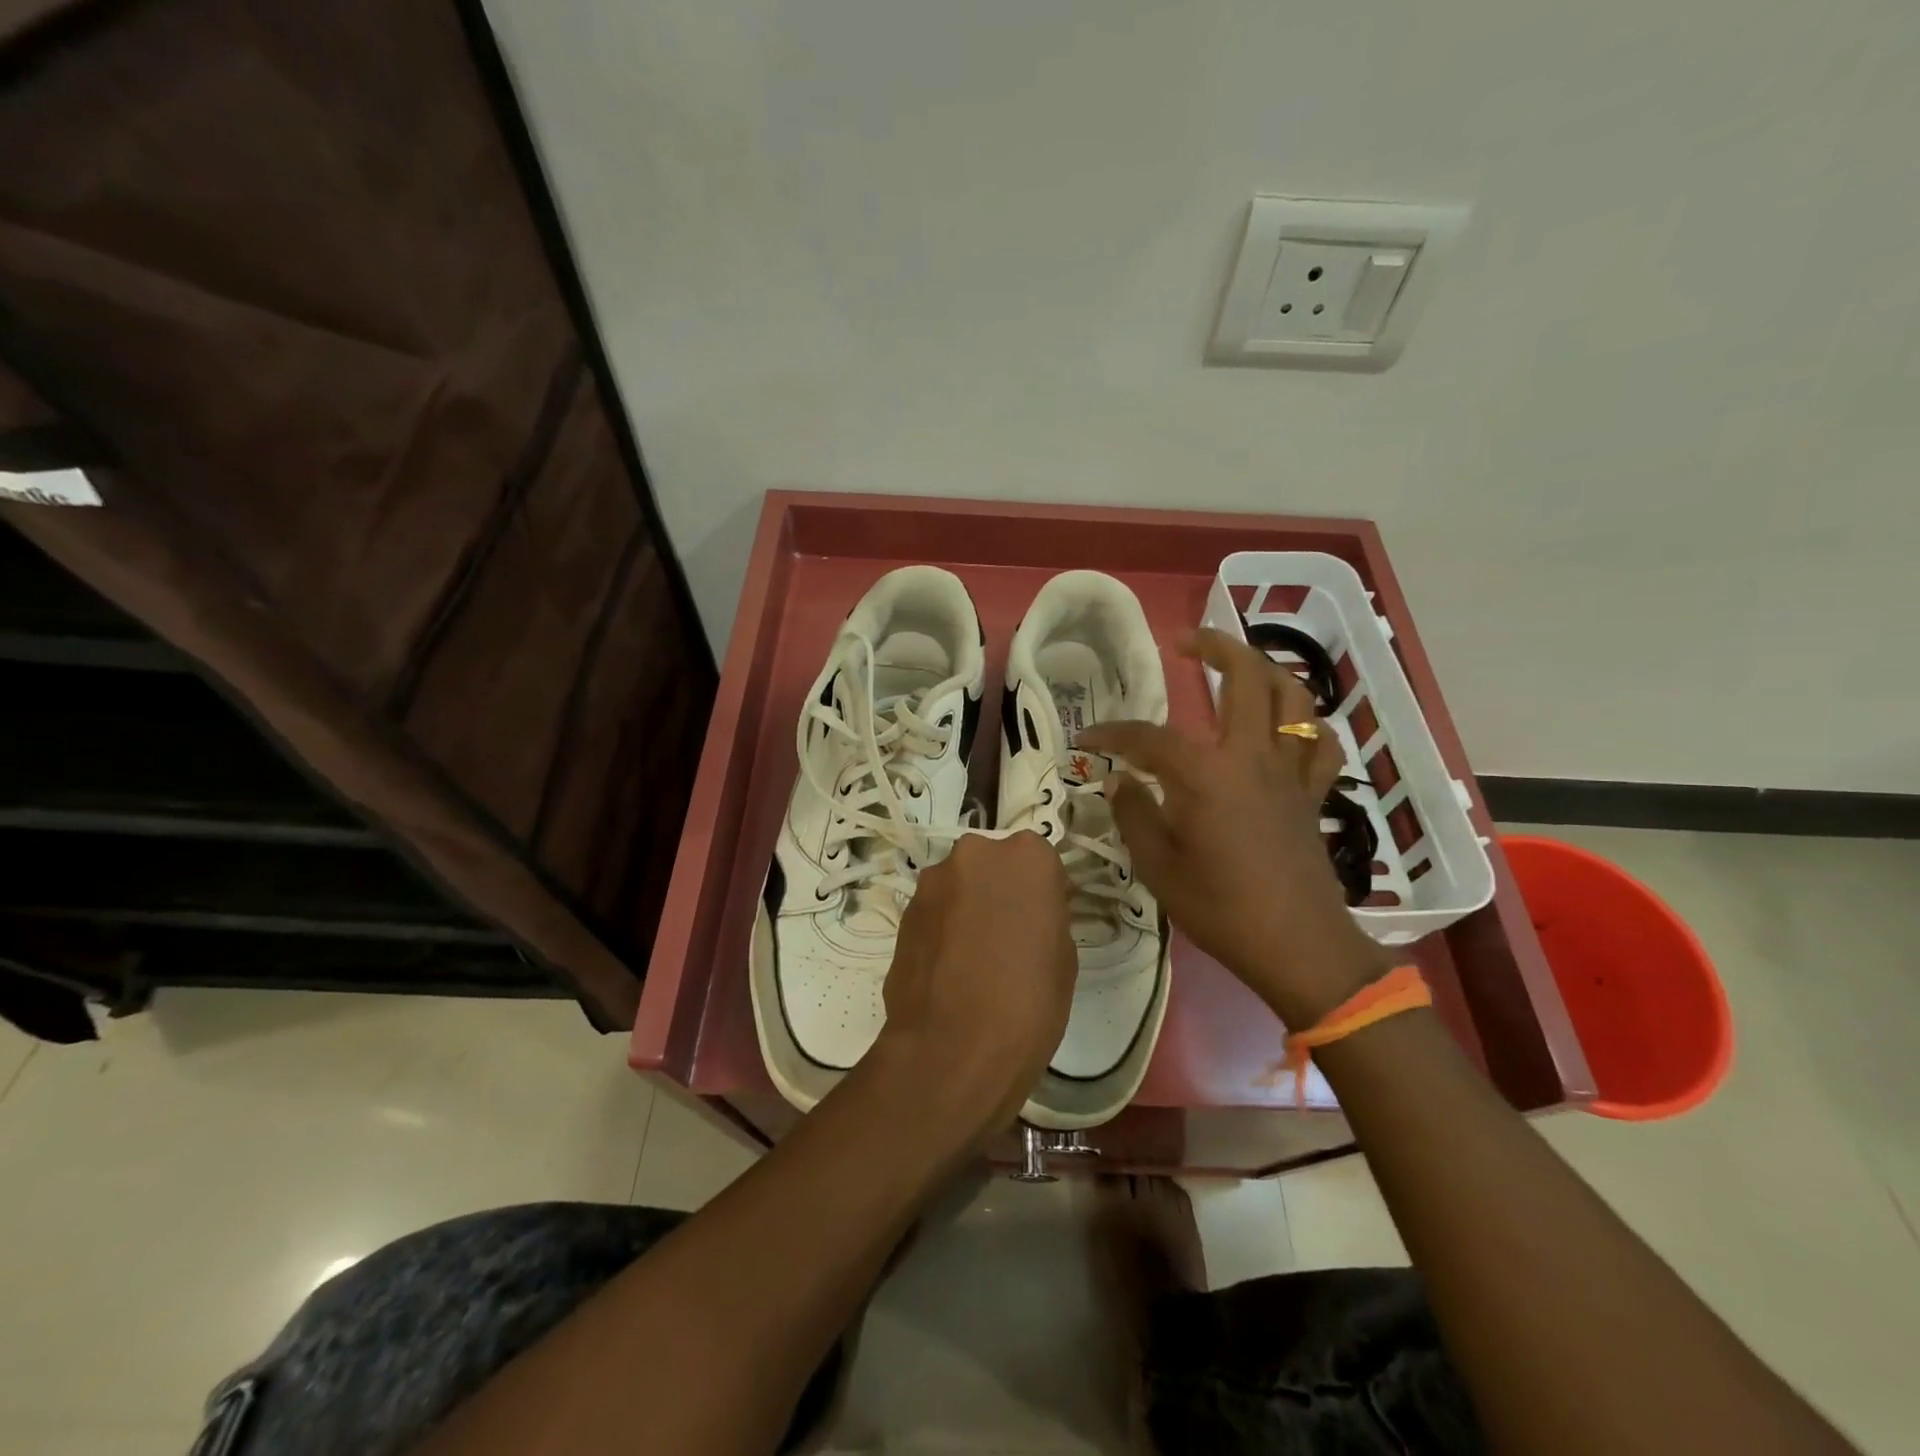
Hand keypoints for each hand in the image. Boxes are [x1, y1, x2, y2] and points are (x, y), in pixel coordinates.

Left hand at [871, 830, 1075, 1143]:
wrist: (953, 1049)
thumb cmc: (1029, 1001)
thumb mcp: (1063, 956)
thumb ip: (1046, 916)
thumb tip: (1029, 913)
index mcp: (1026, 856)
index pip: (1040, 862)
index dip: (1041, 894)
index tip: (1042, 923)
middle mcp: (975, 853)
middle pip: (992, 866)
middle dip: (999, 892)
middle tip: (1008, 938)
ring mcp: (932, 881)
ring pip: (959, 888)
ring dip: (967, 909)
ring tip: (975, 961)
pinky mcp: (903, 913)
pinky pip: (934, 913)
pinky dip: (943, 931)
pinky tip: (950, 972)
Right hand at [1078, 628, 1387, 1027]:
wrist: (1297, 946)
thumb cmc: (1220, 907)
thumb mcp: (1157, 867)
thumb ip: (1134, 815)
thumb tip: (1119, 781)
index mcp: (1205, 773)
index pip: (1148, 737)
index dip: (1112, 733)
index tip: (1087, 739)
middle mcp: (1251, 756)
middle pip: (1245, 677)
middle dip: (1215, 647)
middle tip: (1186, 642)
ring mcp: (1289, 772)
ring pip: (1292, 698)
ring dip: (1266, 670)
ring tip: (1240, 666)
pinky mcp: (1311, 794)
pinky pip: (1319, 745)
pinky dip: (1304, 725)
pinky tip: (1285, 728)